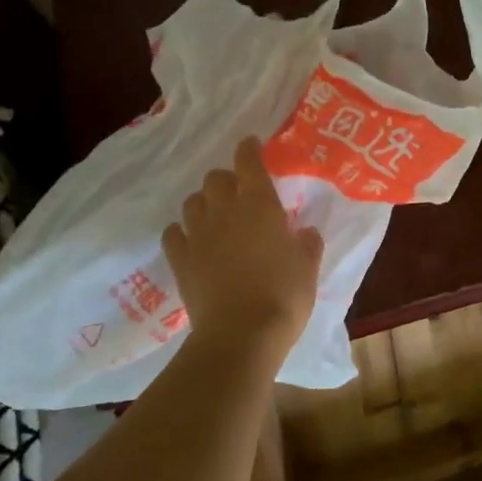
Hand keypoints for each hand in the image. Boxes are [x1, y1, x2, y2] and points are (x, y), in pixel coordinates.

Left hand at [163, 137, 323, 355]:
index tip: (251, 144)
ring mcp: (198, 235)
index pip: (248, 162)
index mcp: (260, 205)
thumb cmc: (284, 295)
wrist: (241, 335)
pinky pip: (174, 234)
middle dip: (226, 180)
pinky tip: (192, 240)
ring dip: (204, 203)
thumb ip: (307, 244)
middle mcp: (225, 211)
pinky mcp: (180, 261)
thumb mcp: (308, 267)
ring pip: (192, 202)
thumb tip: (304, 232)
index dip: (249, 150)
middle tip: (239, 193)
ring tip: (216, 216)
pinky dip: (182, 231)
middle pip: (215, 179)